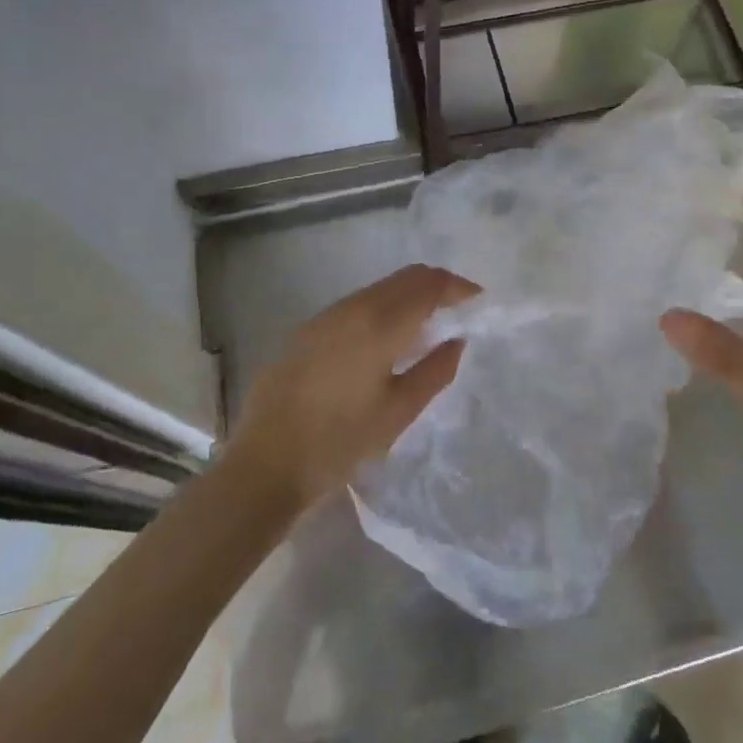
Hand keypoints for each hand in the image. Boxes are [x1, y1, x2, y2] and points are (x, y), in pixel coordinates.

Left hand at [225, 264, 479, 512]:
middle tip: (459, 309)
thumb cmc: (339, 443)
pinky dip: (383, 308)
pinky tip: (387, 339)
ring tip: (427, 326)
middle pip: (405, 277)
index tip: (478, 300)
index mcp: (380, 323)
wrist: (264, 465)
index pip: (429, 284)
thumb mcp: (398, 413)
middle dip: (437, 285)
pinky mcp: (307, 329)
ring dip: (409, 295)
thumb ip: (435, 370)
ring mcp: (326, 315)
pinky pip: (357, 303)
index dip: (458, 287)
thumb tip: (457, 340)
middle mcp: (353, 307)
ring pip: (380, 288)